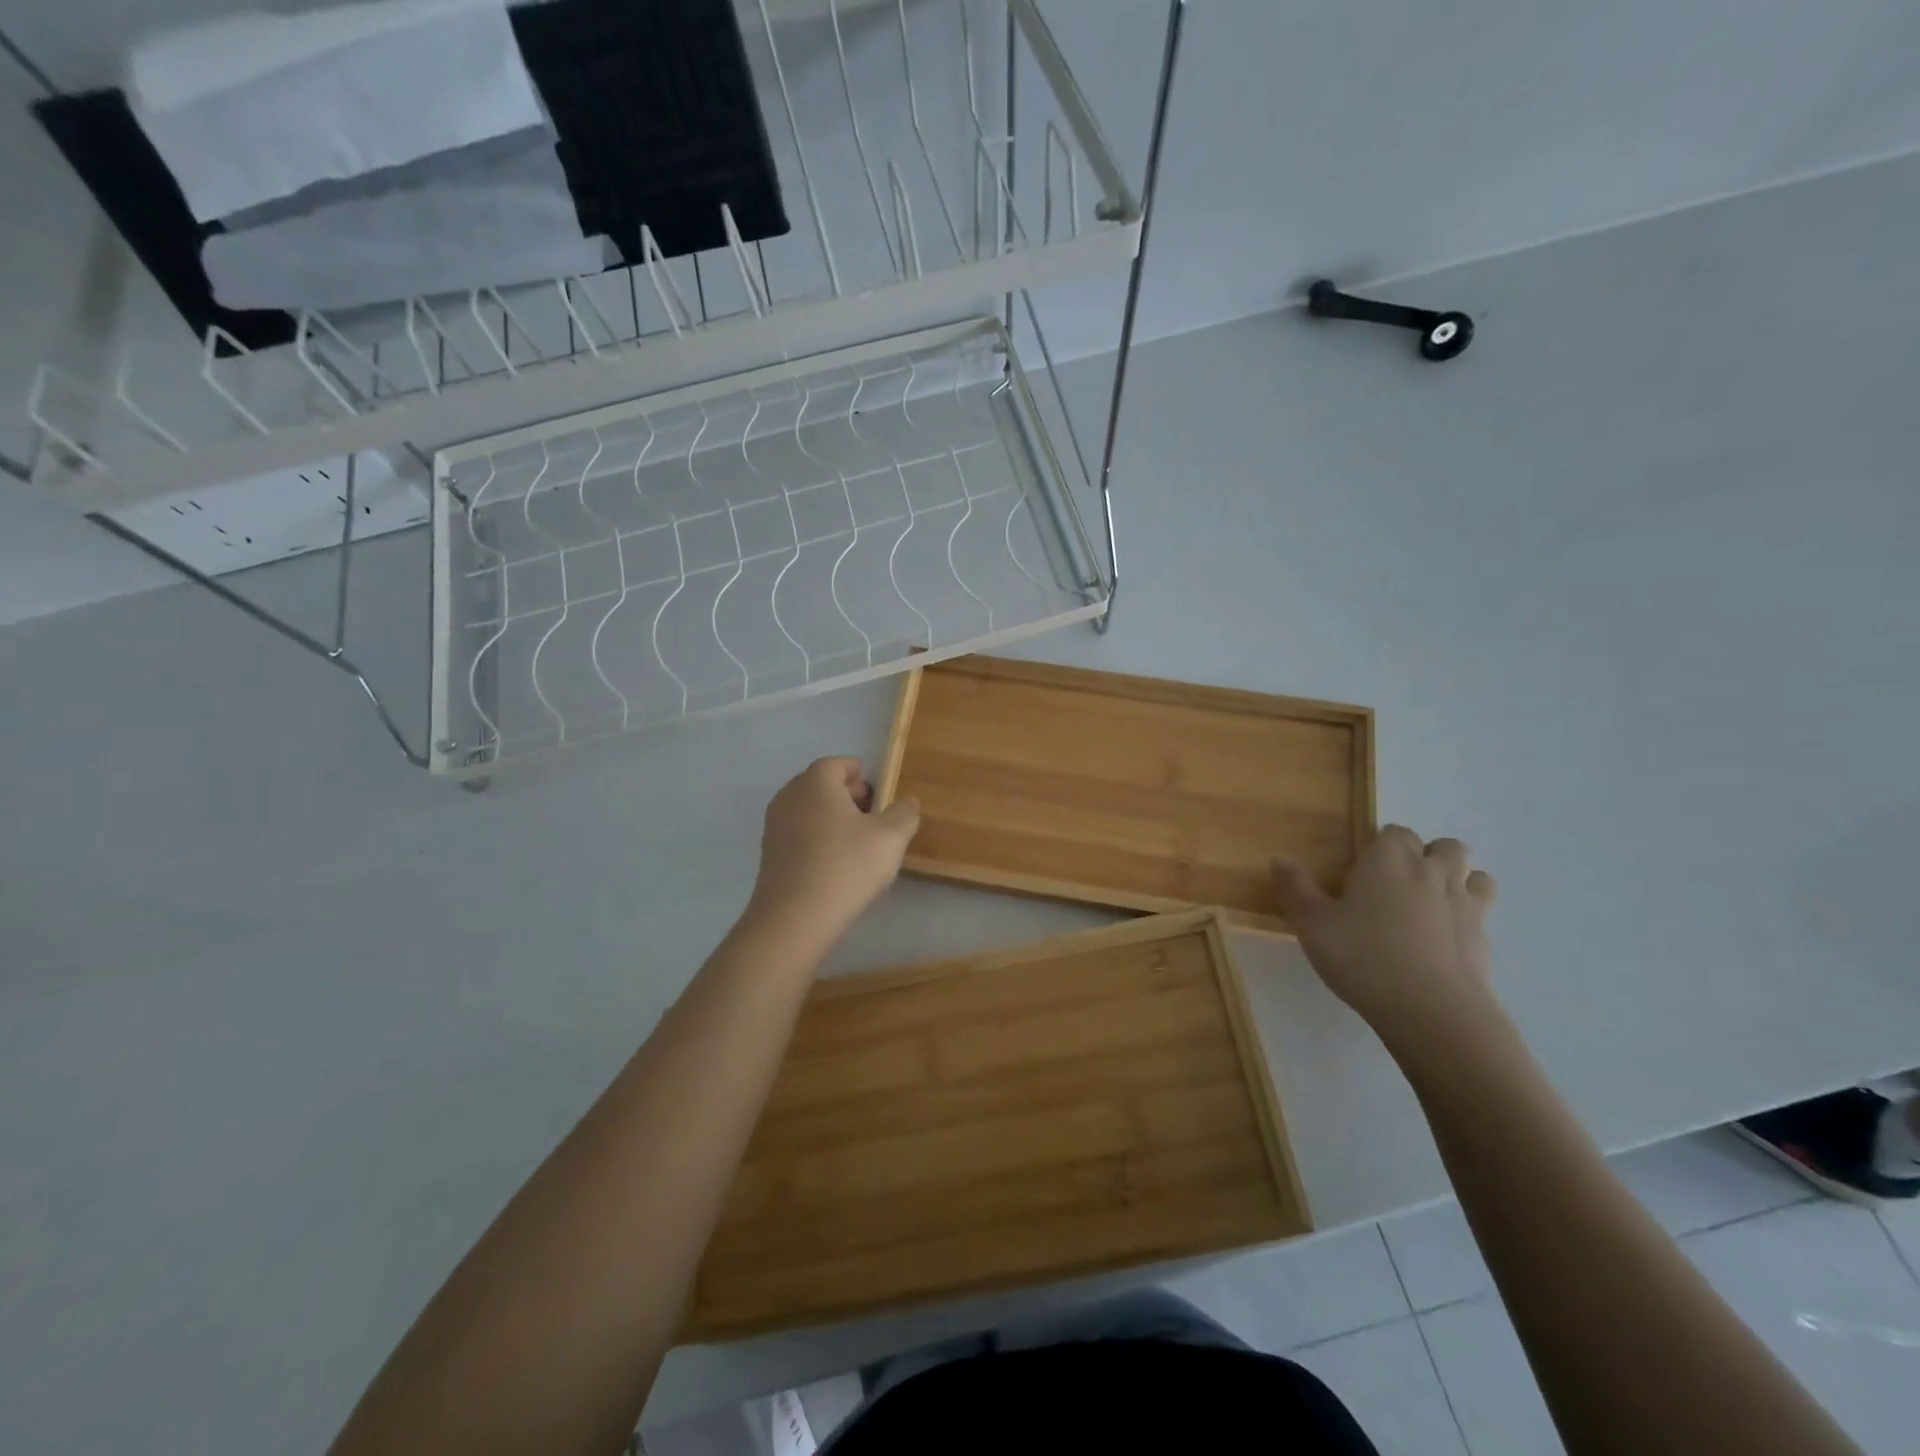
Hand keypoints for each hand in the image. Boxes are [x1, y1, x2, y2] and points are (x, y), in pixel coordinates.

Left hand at [745, 756, 920, 951]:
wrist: (795, 919)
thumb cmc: (847, 866)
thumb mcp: (891, 838)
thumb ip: (904, 814)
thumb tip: (907, 802)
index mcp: (816, 782)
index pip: (838, 764)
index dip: (860, 774)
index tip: (879, 792)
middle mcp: (789, 796)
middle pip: (821, 785)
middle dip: (847, 795)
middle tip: (873, 815)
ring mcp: (774, 826)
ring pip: (809, 811)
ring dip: (832, 819)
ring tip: (858, 842)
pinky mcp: (769, 855)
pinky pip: (799, 834)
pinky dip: (817, 839)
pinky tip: (836, 864)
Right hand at [1274, 827, 1498, 1054]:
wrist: (1431, 1011)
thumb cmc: (1362, 956)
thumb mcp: (1312, 924)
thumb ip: (1295, 889)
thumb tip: (1279, 859)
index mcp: (1389, 859)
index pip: (1394, 831)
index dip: (1381, 844)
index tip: (1363, 867)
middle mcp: (1432, 871)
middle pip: (1445, 846)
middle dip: (1427, 855)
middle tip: (1398, 883)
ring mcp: (1465, 905)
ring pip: (1475, 875)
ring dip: (1458, 880)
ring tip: (1430, 904)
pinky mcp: (1484, 939)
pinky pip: (1481, 915)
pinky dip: (1466, 919)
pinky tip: (1443, 941)